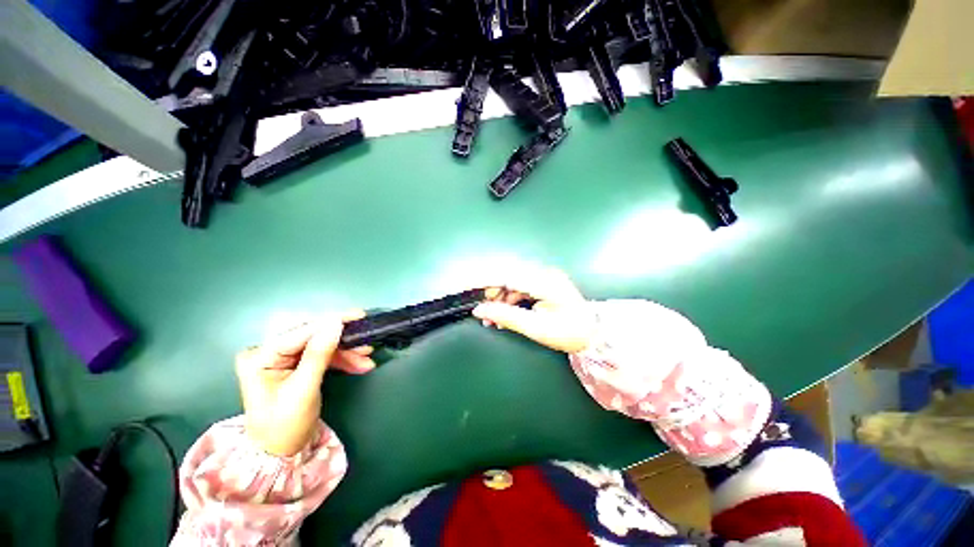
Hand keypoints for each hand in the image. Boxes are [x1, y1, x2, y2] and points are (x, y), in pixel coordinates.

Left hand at [235, 312, 374, 455]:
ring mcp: (283, 359)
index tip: (358, 316)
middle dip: (342, 340)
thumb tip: (335, 322)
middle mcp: (270, 352)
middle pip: (313, 336)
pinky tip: (360, 363)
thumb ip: (319, 354)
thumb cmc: (284, 426)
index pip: (300, 332)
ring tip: (367, 357)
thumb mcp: (303, 390)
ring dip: (346, 352)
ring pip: (322, 345)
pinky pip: (323, 355)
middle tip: (366, 339)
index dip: (331, 322)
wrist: (280, 453)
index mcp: (261, 357)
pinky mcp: (297, 365)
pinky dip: (342, 359)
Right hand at [473, 268, 595, 353]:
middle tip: (484, 313)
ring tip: (493, 319)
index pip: (507, 276)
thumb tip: (479, 310)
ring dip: (500, 299)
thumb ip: (505, 316)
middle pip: (508, 277)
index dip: (485, 281)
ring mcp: (544, 277)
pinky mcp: (543, 283)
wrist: (593, 334)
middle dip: (492, 294)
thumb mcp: (535, 328)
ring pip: (512, 283)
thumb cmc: (568, 333)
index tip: (467, 287)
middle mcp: (543, 273)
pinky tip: (504, 315)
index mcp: (544, 282)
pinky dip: (509, 300)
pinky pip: (519, 287)